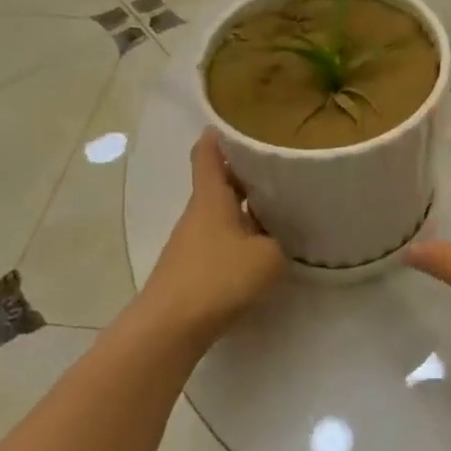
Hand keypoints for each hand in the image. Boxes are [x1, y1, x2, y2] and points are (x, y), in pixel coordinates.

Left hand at [142, 130, 284, 336]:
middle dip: (244, 173)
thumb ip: (280, 243)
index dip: (218, 136)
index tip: (236, 123)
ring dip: (244, 208)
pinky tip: (262, 249)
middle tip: (278, 167)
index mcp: (211, 198)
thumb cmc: (218, 279)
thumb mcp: (268, 258)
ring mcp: (191, 242)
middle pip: (218, 183)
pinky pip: (220, 240)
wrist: (170, 327)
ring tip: (279, 207)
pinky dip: (240, 236)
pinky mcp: (192, 268)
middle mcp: (198, 214)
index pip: (208, 155)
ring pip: (221, 213)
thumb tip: (276, 241)